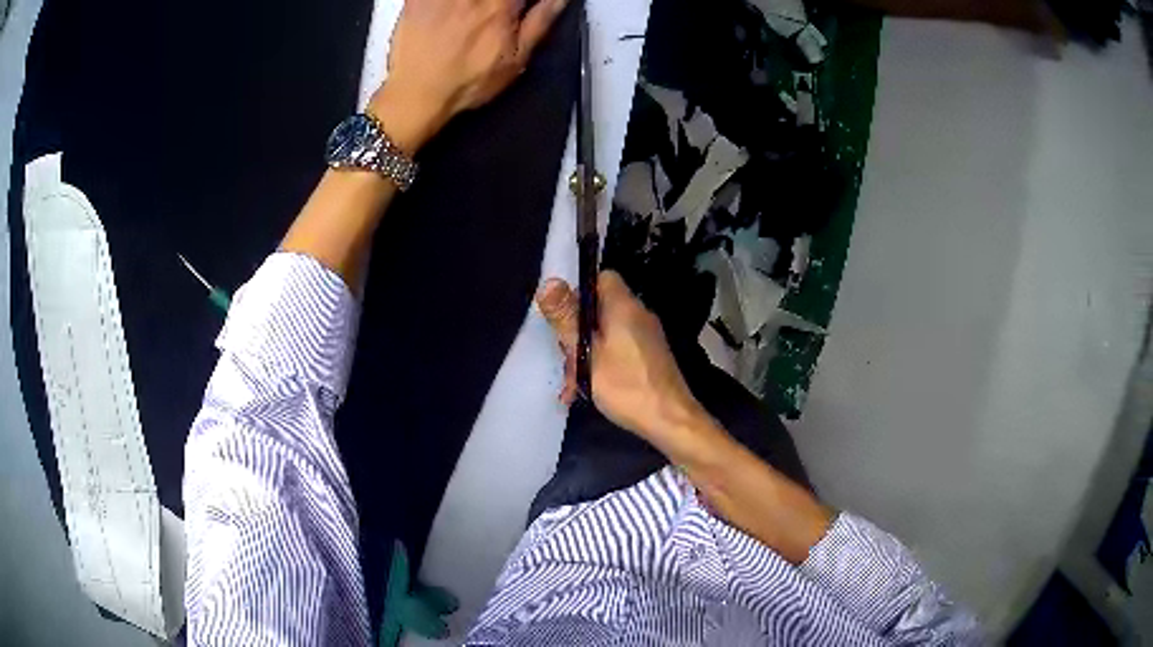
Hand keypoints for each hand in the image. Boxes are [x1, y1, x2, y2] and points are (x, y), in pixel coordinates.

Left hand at [369, 0, 568, 153]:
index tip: (517, 9)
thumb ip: (541, 21)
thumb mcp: (515, 59)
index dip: (522, 1)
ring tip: (468, 18)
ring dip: (472, 6)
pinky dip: (440, 5)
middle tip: (493, 16)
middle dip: (499, 5)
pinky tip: (448, 15)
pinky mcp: (417, 0)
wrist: (415, 96)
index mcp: (502, 5)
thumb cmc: (465, 83)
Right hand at [536, 271, 709, 446]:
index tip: (563, 315)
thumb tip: (549, 282)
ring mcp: (647, 336)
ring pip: (607, 332)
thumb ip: (567, 319)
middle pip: (601, 308)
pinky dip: (602, 363)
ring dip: (586, 353)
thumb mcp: (586, 353)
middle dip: (577, 331)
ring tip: (572, 384)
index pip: (603, 277)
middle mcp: (639, 315)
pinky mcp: (650, 356)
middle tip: (564, 358)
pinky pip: (619, 349)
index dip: (580, 290)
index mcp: (624, 306)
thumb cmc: (626, 385)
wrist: (670, 420)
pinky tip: (588, 389)